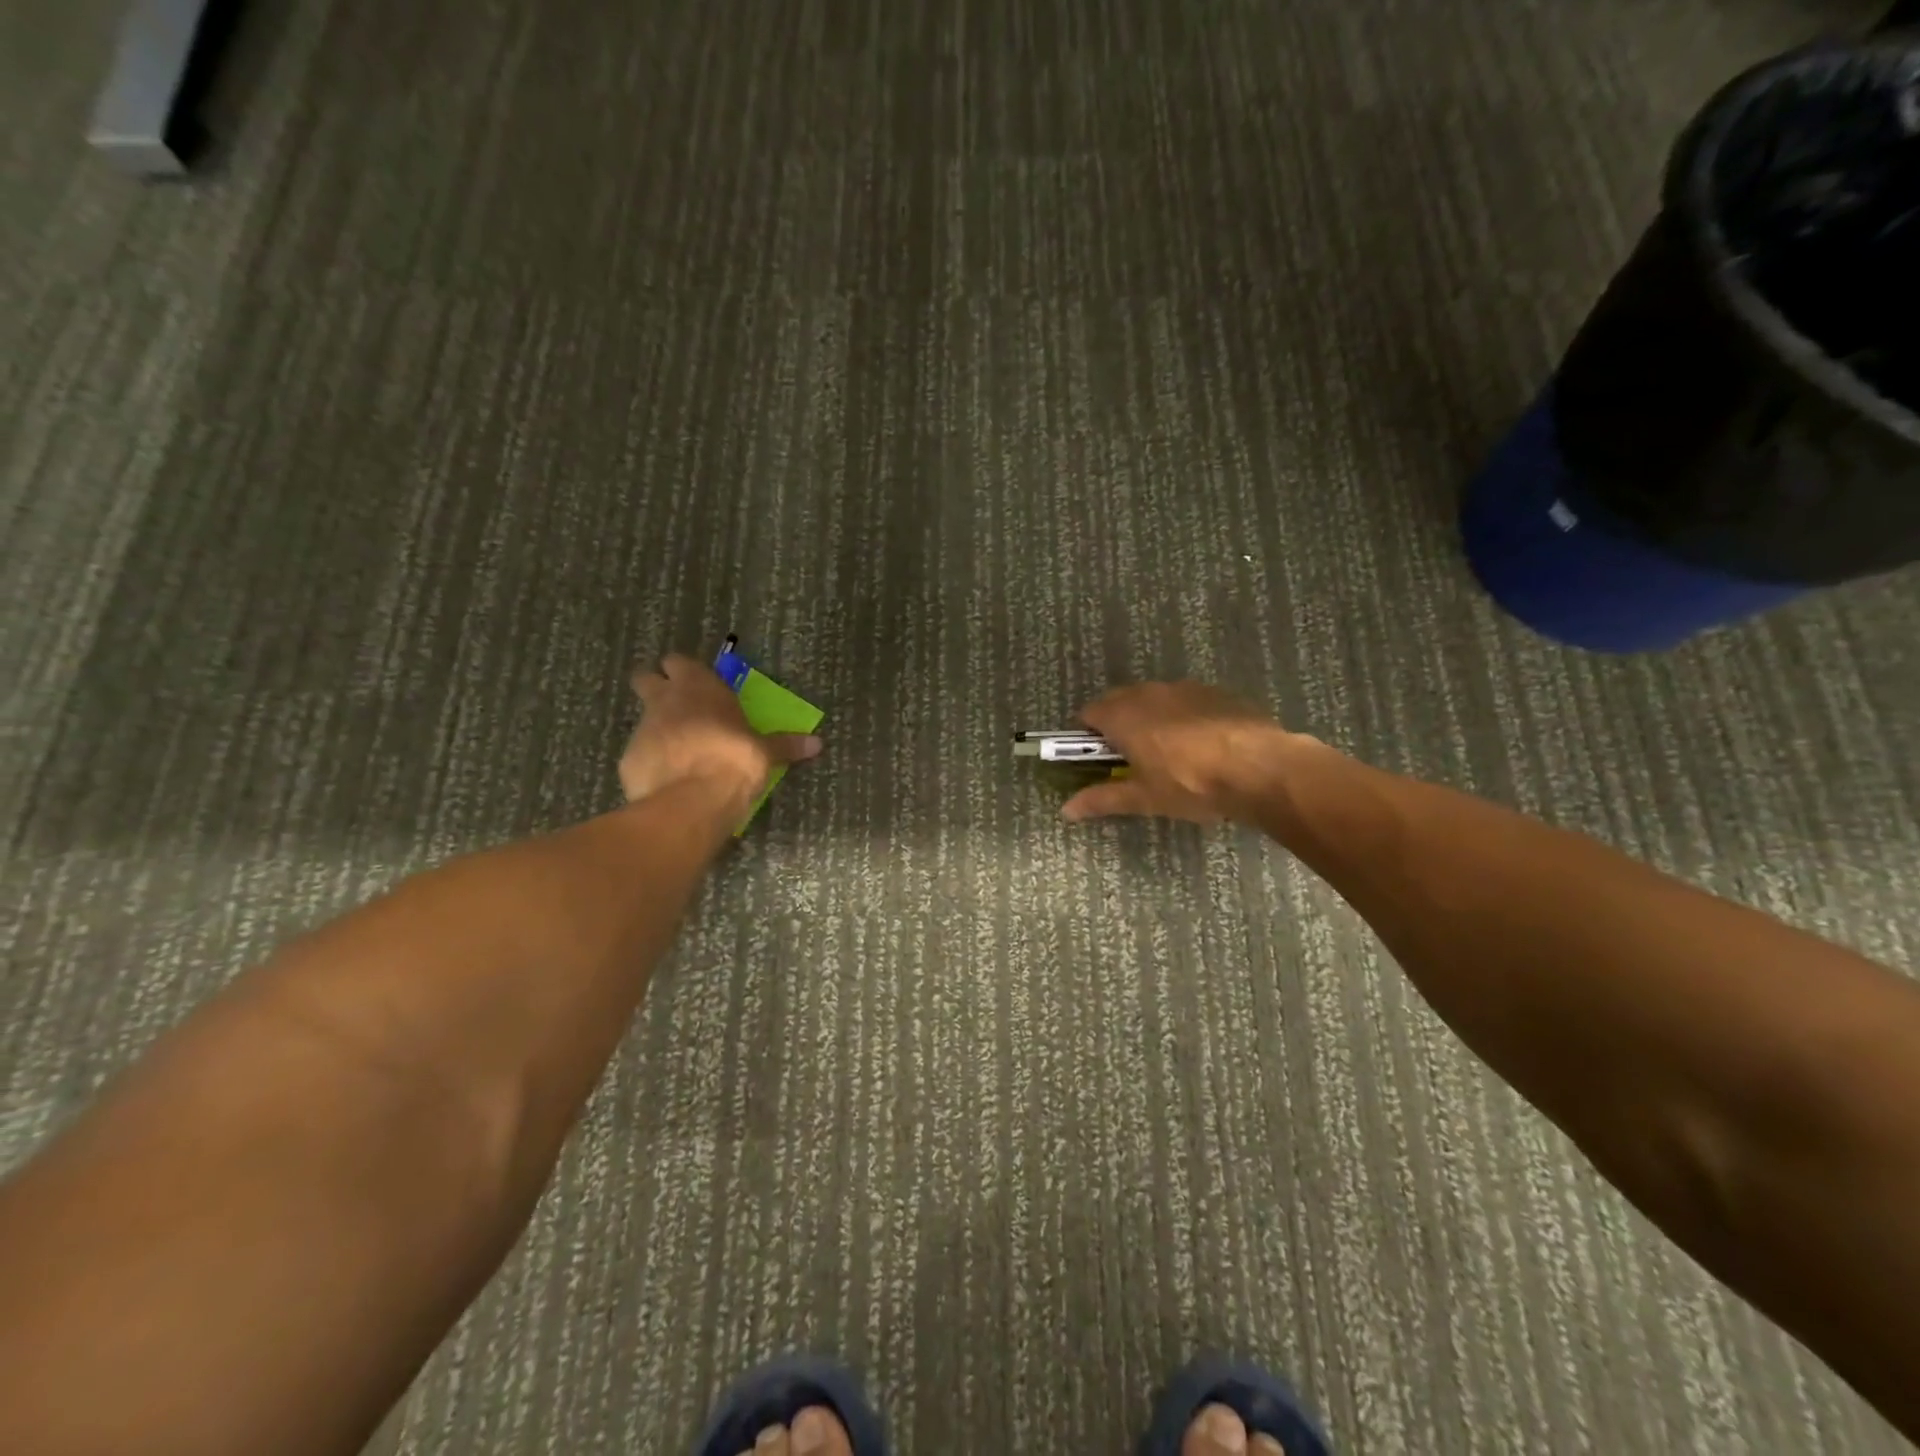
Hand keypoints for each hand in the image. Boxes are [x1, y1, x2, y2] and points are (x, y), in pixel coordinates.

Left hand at [620, 655, 821, 810]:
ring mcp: (642, 729)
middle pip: (646, 678)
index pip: (678, 661)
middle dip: (656, 688)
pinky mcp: (629, 759)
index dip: (684, 672)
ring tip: (679, 751)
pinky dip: (652, 762)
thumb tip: (817, 744)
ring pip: (643, 717)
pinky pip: (640, 754)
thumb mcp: (766, 753)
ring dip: (657, 728)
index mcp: (699, 687)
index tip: (696, 685)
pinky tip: (668, 780)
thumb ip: (786, 745)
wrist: (692, 801)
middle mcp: (665, 700)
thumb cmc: (735, 761)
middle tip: (677, 708)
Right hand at [1060, 681, 1302, 824]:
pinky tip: (1199, 745)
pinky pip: (1185, 701)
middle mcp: (1149, 693)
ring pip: (1154, 700)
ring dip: (1149, 718)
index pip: (1088, 713)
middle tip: (1127, 759)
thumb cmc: (1191, 784)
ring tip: (1165, 752)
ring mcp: (1184, 688)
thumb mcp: (1144, 798)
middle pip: (1119, 701)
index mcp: (1124, 715)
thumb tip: (1066, 810)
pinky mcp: (1215, 693)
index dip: (1085, 734)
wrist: (1261, 768)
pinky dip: (1181, 717)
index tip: (1093, 757)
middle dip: (1116, 725)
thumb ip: (1102, 799)